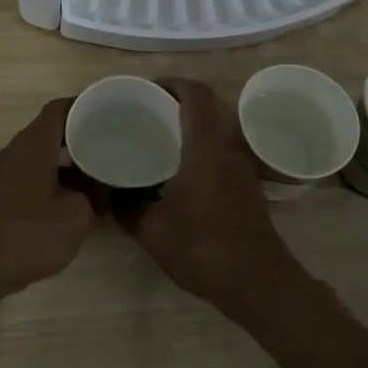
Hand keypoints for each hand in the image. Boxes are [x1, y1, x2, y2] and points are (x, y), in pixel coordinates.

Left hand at [0, 98, 94, 305]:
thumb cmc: (26, 234)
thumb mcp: (75, 216)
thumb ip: (92, 195)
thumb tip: (95, 188)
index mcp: (34, 144)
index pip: (61, 108)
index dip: (87, 106)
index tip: (111, 113)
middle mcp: (16, 150)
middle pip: (52, 131)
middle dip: (82, 137)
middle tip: (112, 146)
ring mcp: (4, 173)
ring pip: (43, 156)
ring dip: (69, 163)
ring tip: (99, 175)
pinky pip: (32, 175)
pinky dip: (54, 180)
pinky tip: (72, 201)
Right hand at [129, 78, 299, 319]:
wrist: (260, 284)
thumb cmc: (204, 250)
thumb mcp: (153, 232)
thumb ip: (126, 208)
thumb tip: (107, 194)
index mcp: (204, 148)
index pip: (195, 94)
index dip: (172, 83)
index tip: (146, 90)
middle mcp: (227, 149)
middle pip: (205, 109)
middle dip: (175, 106)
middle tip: (145, 117)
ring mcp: (241, 168)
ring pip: (214, 132)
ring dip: (188, 131)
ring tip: (157, 145)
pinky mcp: (247, 186)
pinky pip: (220, 154)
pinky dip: (199, 152)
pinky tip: (178, 176)